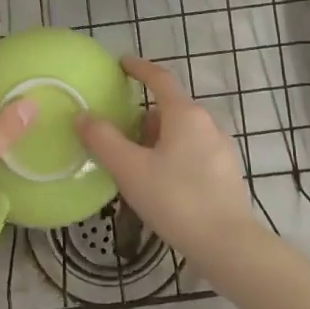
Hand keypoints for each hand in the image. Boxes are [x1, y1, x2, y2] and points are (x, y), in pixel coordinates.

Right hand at [75, 55, 261, 266]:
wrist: (227, 245)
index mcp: (185, 114)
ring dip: (157, 139)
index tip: (121, 64)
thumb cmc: (176, 199)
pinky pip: (193, 152)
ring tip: (135, 164)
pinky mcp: (227, 173)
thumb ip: (103, 140)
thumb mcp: (130, 170)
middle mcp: (207, 123)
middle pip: (169, 108)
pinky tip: (161, 183)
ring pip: (182, 132)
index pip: (159, 79)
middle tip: (118, 133)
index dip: (139, 69)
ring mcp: (221, 148)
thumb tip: (82, 115)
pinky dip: (173, 156)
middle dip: (142, 117)